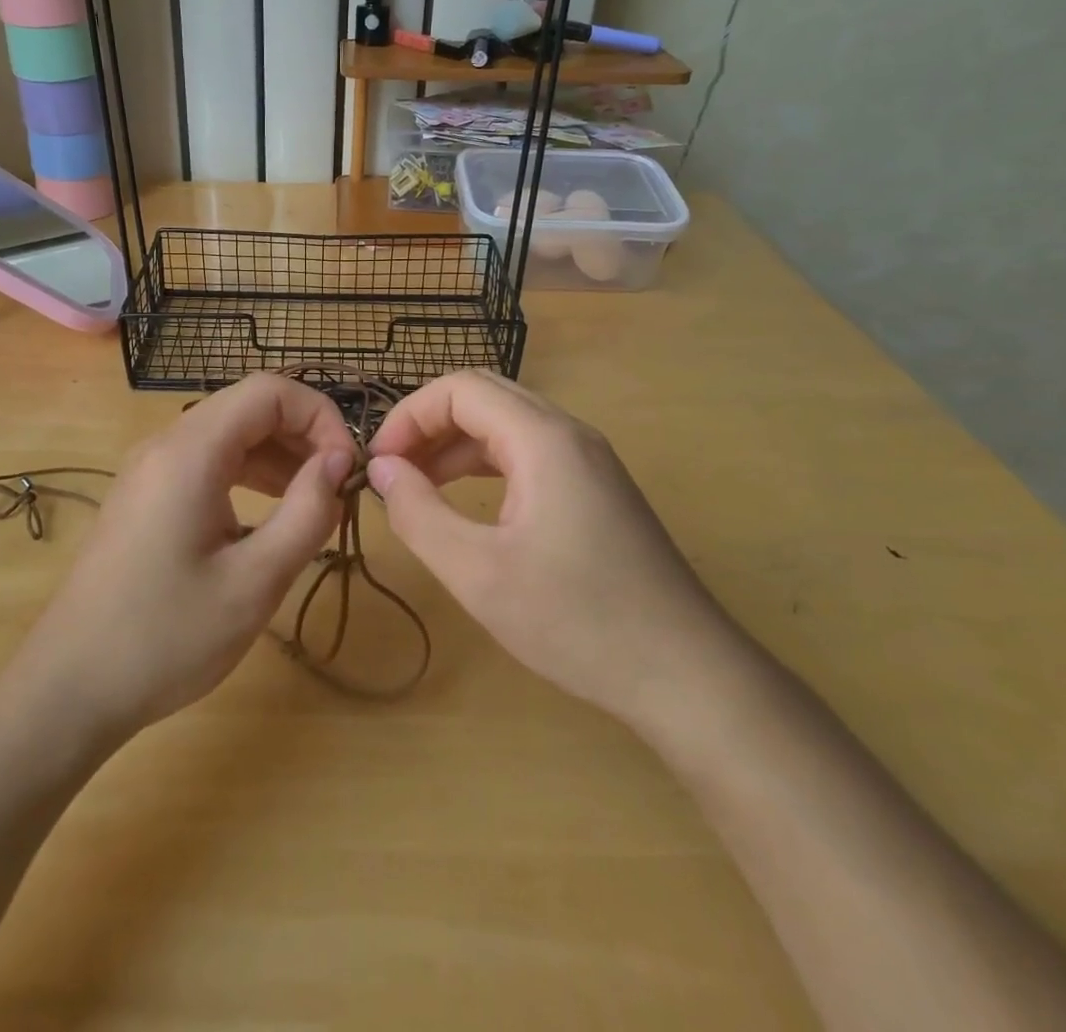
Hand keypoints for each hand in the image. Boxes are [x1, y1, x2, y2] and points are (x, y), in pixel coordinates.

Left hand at [14, 373, 357, 738]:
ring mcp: (150, 469)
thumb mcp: (254, 582)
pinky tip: (271, 515)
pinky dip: (248, 474)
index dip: (319, 416)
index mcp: (190, 452)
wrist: (70, 688)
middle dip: (303, 435)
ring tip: (315, 502)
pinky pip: (207, 462)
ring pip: (229, 434)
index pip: (269, 391)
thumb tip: (339, 462)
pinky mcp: (146, 496)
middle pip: (249, 407)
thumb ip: (307, 513)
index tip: (347, 468)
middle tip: (337, 488)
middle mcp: (166, 445)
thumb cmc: (165, 638)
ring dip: (278, 455)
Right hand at [366, 371, 740, 726]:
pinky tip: (465, 503)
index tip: (378, 464)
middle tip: (391, 472)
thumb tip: (380, 468)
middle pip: (483, 397)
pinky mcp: (596, 489)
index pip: (459, 388)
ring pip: (506, 425)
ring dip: (454, 446)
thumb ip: (418, 513)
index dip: (409, 416)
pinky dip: (485, 466)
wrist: (688, 675)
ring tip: (415, 488)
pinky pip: (528, 454)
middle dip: (428, 426)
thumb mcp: (478, 572)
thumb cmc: (578, 621)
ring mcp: (589, 460)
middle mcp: (569, 433)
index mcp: (543, 438)